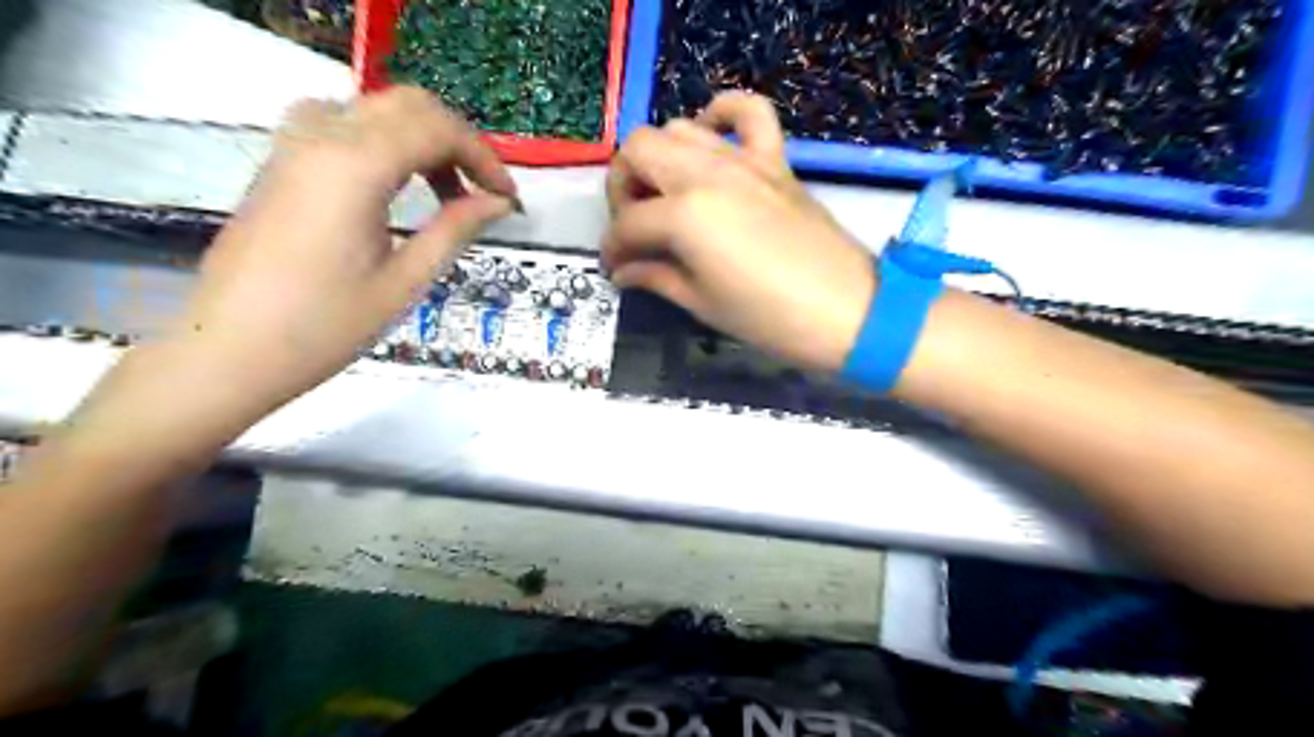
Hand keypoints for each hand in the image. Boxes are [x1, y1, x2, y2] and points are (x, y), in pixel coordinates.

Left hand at [177, 89, 519, 412]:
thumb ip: (456, 229)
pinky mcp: (282, 162)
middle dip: (459, 142)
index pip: (438, 130)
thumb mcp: (405, 281)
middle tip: (485, 193)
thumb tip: (499, 202)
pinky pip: (344, 124)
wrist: (231, 350)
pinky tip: (395, 185)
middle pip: (409, 106)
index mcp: (354, 167)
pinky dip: (386, 142)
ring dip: (423, 139)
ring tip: (445, 193)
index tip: (509, 200)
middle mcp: (321, 137)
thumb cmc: (325, 326)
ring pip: (376, 109)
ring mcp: (294, 145)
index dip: (485, 158)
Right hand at [601, 92, 868, 373]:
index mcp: (684, 216)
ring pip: (678, 128)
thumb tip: (623, 271)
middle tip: (636, 226)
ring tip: (667, 196)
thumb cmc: (769, 318)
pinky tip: (711, 139)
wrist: (846, 311)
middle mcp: (706, 173)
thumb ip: (655, 277)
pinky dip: (722, 114)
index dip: (612, 248)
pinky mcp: (775, 160)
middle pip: (638, 151)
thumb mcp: (702, 304)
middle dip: (623, 187)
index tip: (615, 267)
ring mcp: (743, 160)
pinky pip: (747, 112)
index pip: (627, 223)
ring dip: (659, 158)